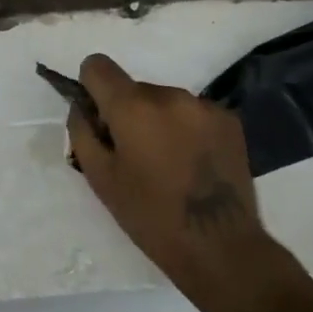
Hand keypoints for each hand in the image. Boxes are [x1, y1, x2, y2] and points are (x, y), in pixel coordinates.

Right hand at [68, 54, 312, 311]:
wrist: (220, 245)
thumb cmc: (149, 215)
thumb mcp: (99, 177)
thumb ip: (82, 132)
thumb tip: (82, 108)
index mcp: (132, 107)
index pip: (97, 66)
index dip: (90, 88)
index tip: (98, 120)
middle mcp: (170, 95)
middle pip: (132, 88)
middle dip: (125, 112)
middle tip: (131, 155)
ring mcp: (204, 106)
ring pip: (163, 101)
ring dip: (157, 121)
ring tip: (165, 163)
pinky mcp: (230, 121)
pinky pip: (192, 113)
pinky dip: (185, 130)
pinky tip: (192, 164)